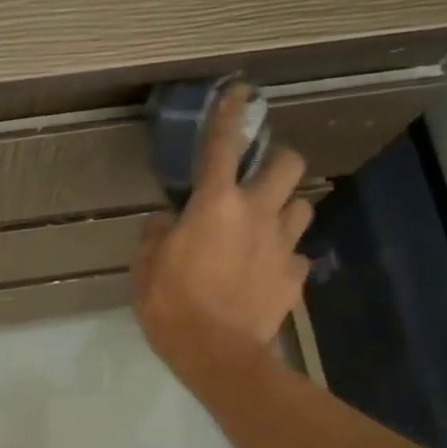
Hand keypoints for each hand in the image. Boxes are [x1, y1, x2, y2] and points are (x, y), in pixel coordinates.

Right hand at [131, 86, 313, 398]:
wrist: (218, 355)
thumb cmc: (172, 305)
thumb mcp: (145, 268)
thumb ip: (156, 235)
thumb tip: (167, 220)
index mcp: (215, 205)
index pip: (221, 147)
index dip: (228, 115)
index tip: (238, 92)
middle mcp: (257, 213)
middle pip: (288, 164)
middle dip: (277, 160)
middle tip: (258, 177)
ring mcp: (282, 245)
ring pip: (302, 205)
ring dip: (285, 208)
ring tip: (266, 225)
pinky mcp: (295, 276)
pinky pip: (296, 255)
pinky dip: (283, 257)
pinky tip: (267, 271)